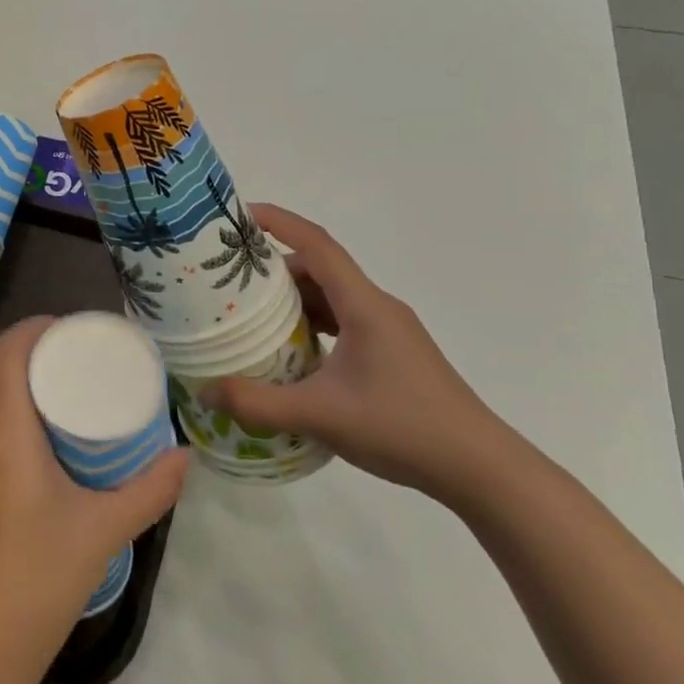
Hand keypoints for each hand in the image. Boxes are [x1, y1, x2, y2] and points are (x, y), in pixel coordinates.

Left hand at [0, 317, 187, 683]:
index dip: (38, 328)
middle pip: (0, 377)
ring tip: (68, 414)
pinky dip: (8, 432)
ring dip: (23, 400)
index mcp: (3, 433)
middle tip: (85, 374)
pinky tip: (37, 460)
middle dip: (40, 365)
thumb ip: (150, 491)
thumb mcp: (103, 532)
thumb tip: (186, 457)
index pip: (9, 351)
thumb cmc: (37, 583)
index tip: (74, 332)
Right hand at [201, 205, 513, 501]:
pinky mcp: (391, 355)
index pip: (318, 245)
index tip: (240, 216)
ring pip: (331, 299)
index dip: (279, 223)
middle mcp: (377, 309)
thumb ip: (257, 403)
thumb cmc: (402, 427)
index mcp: (365, 306)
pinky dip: (309, 326)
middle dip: (273, 271)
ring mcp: (387, 332)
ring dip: (291, 301)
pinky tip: (287, 354)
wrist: (478, 468)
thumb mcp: (320, 415)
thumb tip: (205, 390)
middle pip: (320, 270)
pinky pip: (341, 323)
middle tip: (228, 282)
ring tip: (248, 318)